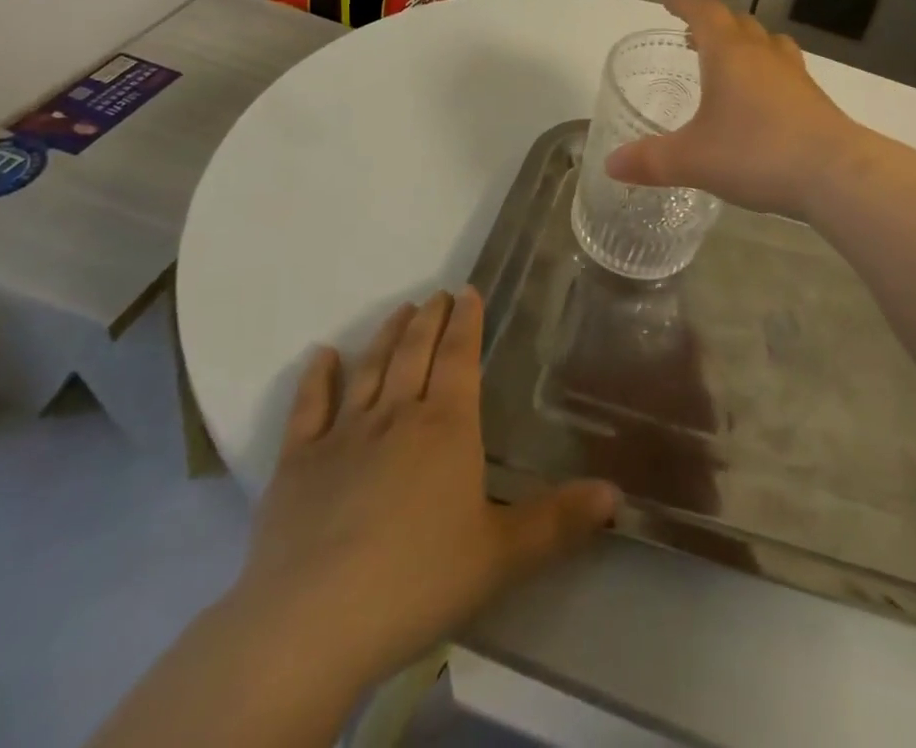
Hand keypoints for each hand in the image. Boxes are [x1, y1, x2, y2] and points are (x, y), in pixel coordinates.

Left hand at [233, 290, 618, 707]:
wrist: (312, 623)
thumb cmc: (417, 581)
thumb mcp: (501, 556)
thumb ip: (559, 522)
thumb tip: (616, 493)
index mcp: (446, 427)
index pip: (460, 358)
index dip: (467, 322)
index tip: (469, 291)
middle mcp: (397, 416)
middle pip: (415, 353)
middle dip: (430, 319)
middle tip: (438, 295)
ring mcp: (344, 435)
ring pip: (370, 369)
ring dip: (386, 336)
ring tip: (400, 311)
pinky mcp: (298, 463)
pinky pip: (309, 407)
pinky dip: (317, 377)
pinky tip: (322, 355)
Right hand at [605, 0, 864, 220]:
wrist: (835, 173)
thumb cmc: (755, 154)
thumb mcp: (693, 160)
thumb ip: (650, 160)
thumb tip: (611, 164)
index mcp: (729, 54)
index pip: (705, 11)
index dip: (685, 3)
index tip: (669, 2)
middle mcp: (763, 54)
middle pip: (738, 23)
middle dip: (713, 24)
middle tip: (693, 38)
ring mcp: (794, 75)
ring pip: (768, 43)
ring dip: (745, 44)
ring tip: (729, 63)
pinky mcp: (815, 99)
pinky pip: (785, 71)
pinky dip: (768, 73)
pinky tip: (762, 102)